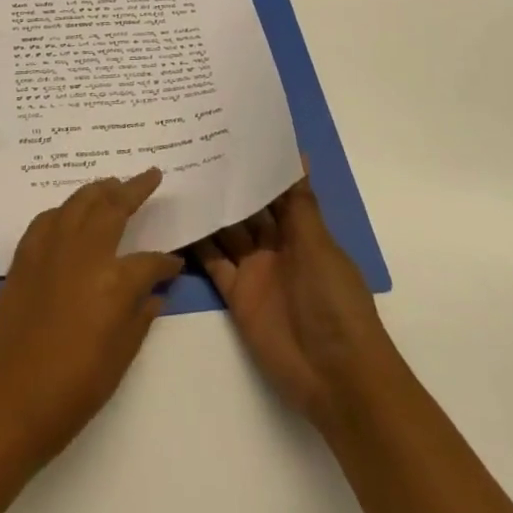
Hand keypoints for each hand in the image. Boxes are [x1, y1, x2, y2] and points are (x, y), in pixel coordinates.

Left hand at [0, 168, 183, 465]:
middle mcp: (83, 252)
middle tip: (149, 175)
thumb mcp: (120, 357)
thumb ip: (140, 317)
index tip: (175, 264)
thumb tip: (155, 294)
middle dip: (134, 189)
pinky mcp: (25, 255)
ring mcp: (50, 249)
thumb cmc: (74, 388)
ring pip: (78, 203)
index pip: (150, 261)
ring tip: (113, 183)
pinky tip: (70, 213)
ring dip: (99, 190)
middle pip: (112, 207)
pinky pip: (48, 219)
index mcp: (114, 280)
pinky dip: (64, 210)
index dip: (165, 263)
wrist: (10, 399)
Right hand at [195, 166, 391, 436]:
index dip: (257, 168)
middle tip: (192, 150)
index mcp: (303, 232)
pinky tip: (177, 221)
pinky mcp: (237, 295)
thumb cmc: (335, 302)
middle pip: (249, 211)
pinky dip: (197, 246)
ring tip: (177, 178)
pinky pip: (214, 264)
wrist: (335, 375)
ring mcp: (256, 271)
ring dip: (209, 211)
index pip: (277, 192)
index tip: (229, 136)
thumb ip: (301, 204)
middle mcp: (278, 247)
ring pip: (227, 233)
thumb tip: (300, 154)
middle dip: (228, 186)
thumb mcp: (319, 247)